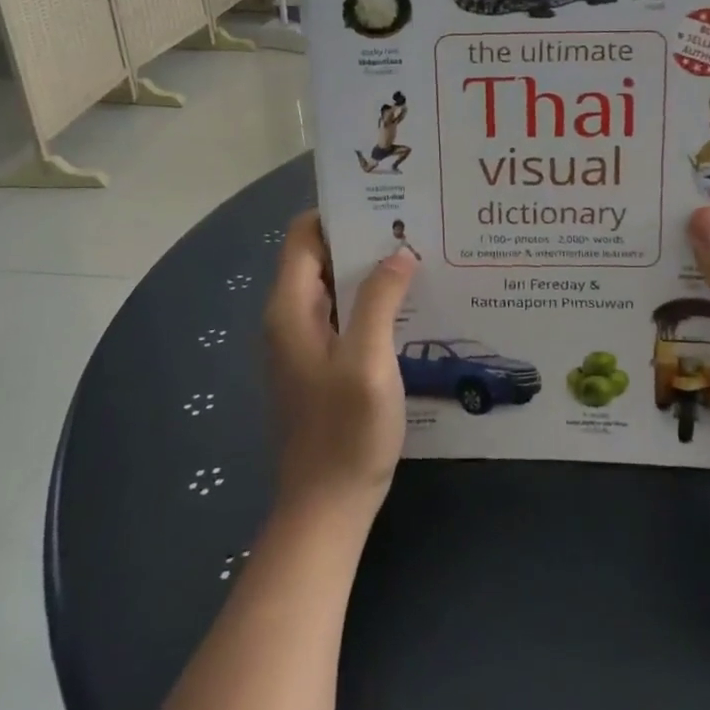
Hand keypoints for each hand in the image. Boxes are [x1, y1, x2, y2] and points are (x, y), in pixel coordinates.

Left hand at [265, 213, 417, 519]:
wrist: (326, 508)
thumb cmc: (345, 432)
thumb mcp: (368, 360)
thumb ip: (380, 300)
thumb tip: (398, 253)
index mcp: (291, 308)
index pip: (305, 236)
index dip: (339, 213)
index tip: (385, 202)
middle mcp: (291, 318)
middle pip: (322, 257)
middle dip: (363, 239)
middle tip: (414, 226)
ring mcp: (305, 343)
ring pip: (336, 287)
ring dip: (371, 271)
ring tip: (419, 257)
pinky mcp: (321, 365)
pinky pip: (344, 315)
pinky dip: (370, 301)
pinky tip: (409, 304)